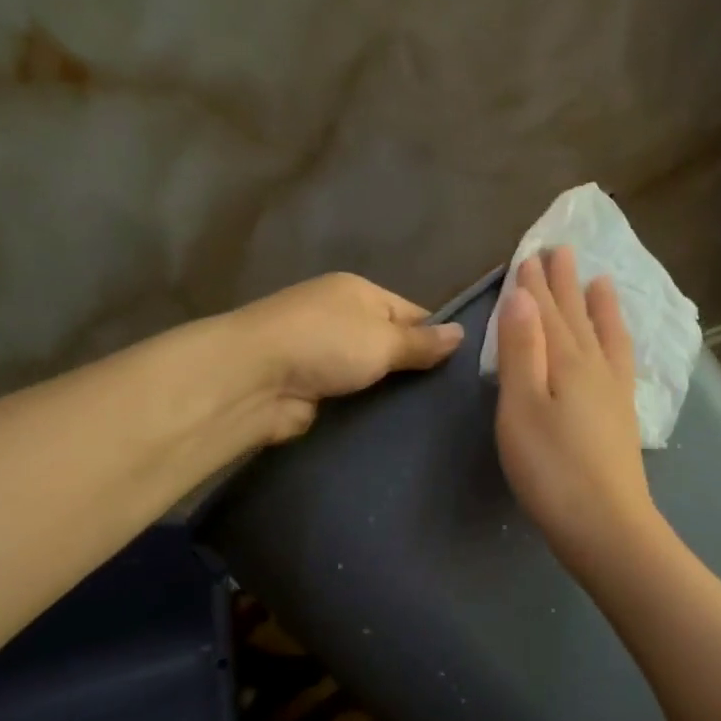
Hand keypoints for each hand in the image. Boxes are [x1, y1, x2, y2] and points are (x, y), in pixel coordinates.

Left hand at [235, 273, 462, 441]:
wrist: (255, 379)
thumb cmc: (326, 343)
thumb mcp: (383, 338)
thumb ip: (422, 342)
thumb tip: (461, 333)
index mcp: (358, 292)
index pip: (411, 312)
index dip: (436, 337)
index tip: (464, 368)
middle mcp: (340, 318)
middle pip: (390, 343)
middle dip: (416, 369)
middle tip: (454, 399)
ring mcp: (323, 354)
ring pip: (371, 374)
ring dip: (392, 392)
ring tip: (434, 417)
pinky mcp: (312, 388)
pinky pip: (352, 397)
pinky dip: (369, 409)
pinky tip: (398, 427)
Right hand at [495, 247, 665, 575]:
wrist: (604, 524)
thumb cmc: (550, 468)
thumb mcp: (522, 407)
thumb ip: (522, 350)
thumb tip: (523, 296)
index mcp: (566, 362)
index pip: (547, 314)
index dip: (536, 286)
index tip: (529, 255)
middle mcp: (595, 368)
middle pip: (576, 318)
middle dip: (564, 285)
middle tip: (560, 250)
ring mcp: (613, 393)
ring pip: (603, 336)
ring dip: (597, 307)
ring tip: (599, 281)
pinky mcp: (622, 417)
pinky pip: (621, 362)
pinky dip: (617, 342)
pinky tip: (616, 344)